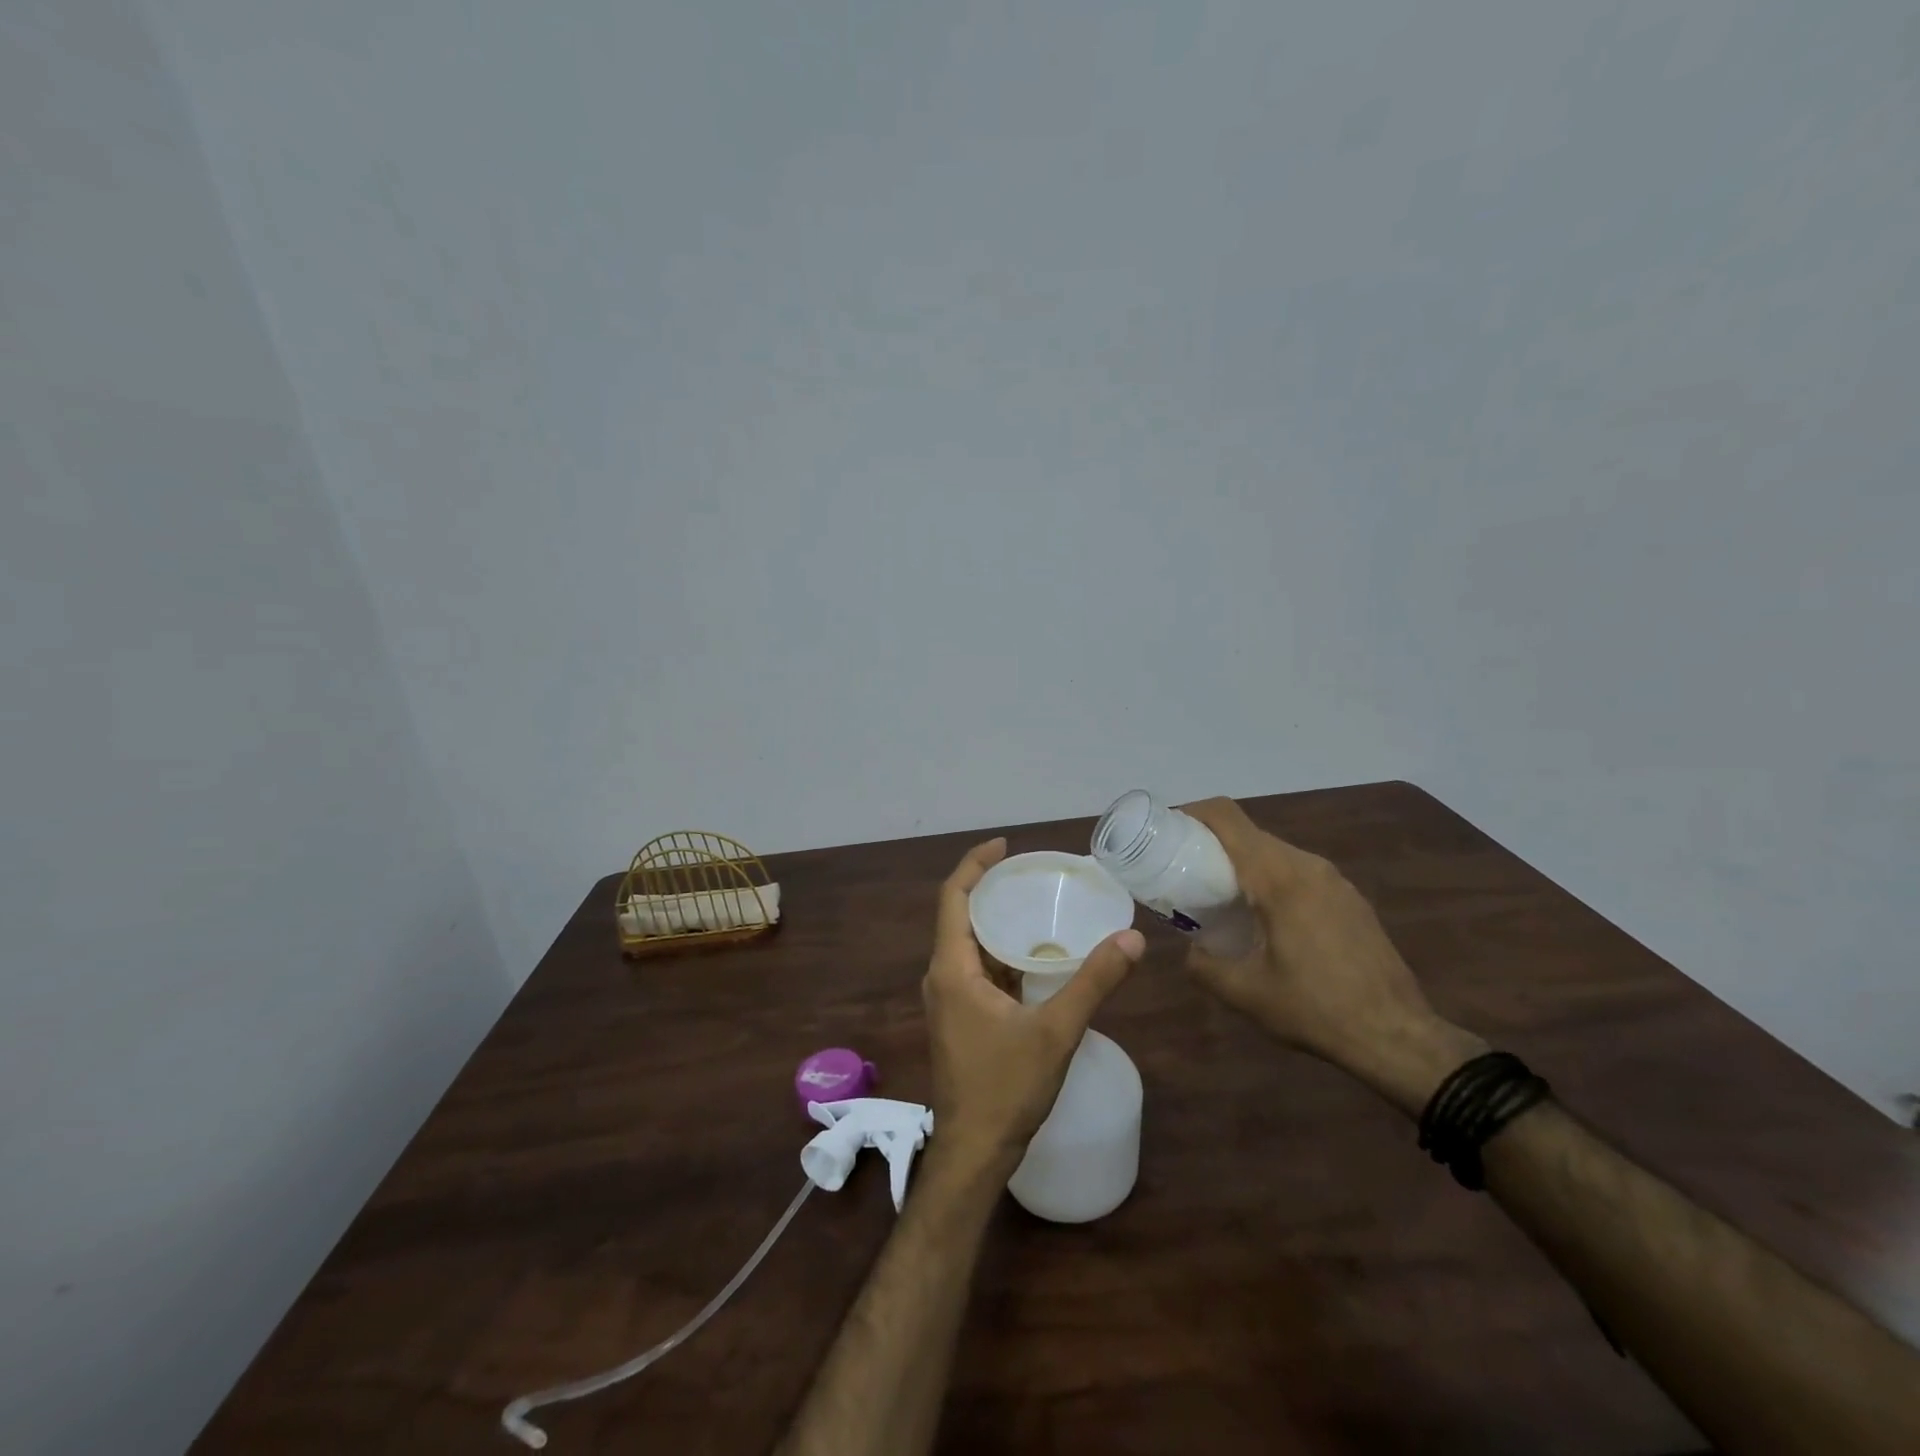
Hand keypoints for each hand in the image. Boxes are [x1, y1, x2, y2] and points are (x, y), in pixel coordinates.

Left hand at [922, 839, 1144, 1174]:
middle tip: (1032, 872)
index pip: (954, 897)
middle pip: (961, 916)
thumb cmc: (1006, 1088)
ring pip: (969, 945)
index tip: (1005, 845)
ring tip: (1037, 904)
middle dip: (991, 889)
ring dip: (997, 922)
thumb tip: (1132, 940)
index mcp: (952, 968)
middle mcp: (942, 976)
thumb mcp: (1056, 1031)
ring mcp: (949, 999)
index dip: (975, 864)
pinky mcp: (959, 1018)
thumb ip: (1093, 982)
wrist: (975, 1152)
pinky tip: (1036, 957)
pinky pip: (977, 970)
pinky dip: (1001, 953)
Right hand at [1180, 798, 1484, 1113]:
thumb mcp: (1244, 992)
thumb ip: (1202, 964)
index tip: (1164, 831)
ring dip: (1241, 864)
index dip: (1190, 813)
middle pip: (1248, 833)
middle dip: (1210, 843)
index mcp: (1278, 876)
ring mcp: (1334, 880)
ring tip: (1219, 897)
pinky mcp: (1349, 898)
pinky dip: (1269, 879)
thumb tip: (1189, 949)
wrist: (1398, 1036)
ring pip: (1274, 852)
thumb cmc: (1315, 1008)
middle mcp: (1307, 865)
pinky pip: (1298, 872)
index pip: (1227, 818)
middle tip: (1182, 872)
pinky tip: (1263, 919)